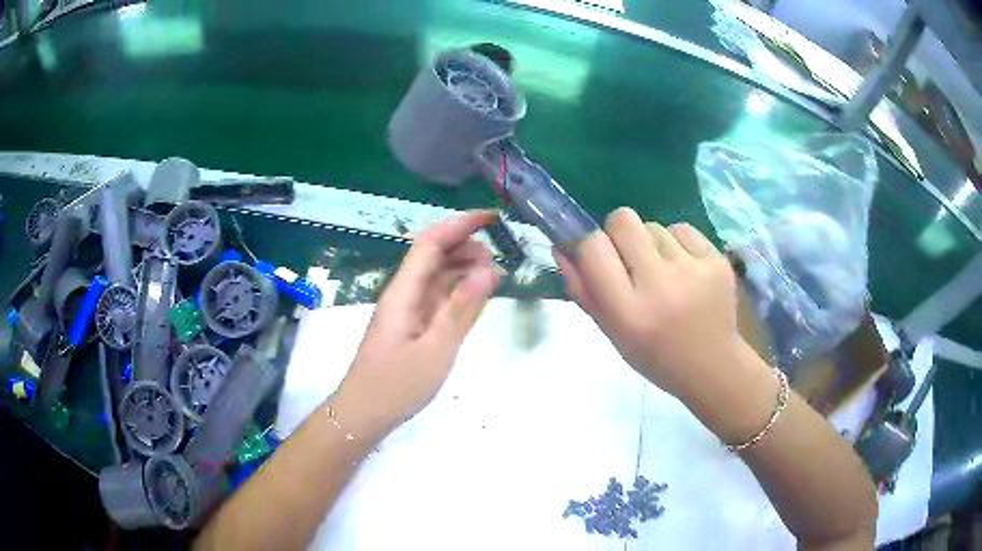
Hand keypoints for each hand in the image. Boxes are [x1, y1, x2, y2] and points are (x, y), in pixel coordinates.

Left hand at [335, 210, 503, 432]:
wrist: (364, 413)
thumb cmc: (396, 385)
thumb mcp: (436, 350)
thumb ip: (462, 309)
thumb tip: (489, 270)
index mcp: (403, 292)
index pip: (430, 243)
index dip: (460, 224)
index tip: (492, 217)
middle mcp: (403, 293)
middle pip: (434, 255)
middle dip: (467, 248)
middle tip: (499, 264)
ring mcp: (407, 309)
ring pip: (437, 276)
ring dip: (464, 270)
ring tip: (494, 279)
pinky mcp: (411, 325)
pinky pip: (437, 297)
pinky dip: (458, 292)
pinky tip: (475, 298)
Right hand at [554, 207, 758, 400]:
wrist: (713, 366)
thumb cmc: (655, 355)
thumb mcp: (612, 333)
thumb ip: (584, 291)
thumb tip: (562, 246)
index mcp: (629, 312)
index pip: (593, 248)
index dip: (589, 246)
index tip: (598, 258)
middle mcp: (660, 286)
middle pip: (623, 220)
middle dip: (618, 233)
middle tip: (630, 258)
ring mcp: (694, 270)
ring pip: (654, 225)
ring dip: (650, 243)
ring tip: (664, 274)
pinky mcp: (717, 260)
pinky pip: (682, 229)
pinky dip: (677, 243)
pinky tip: (685, 270)